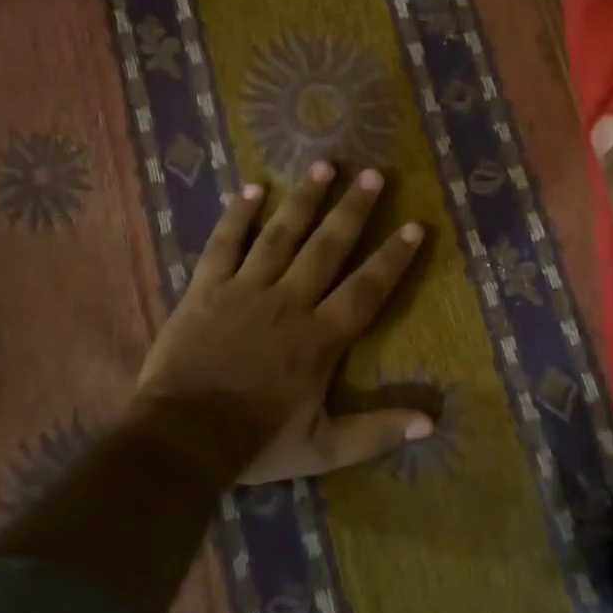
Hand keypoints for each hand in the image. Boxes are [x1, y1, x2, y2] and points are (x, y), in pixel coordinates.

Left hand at [135, 162, 431, 483]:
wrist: (182, 438)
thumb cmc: (256, 442)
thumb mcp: (324, 448)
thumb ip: (376, 432)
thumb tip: (431, 423)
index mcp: (320, 337)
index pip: (366, 289)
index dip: (392, 257)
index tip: (414, 225)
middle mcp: (289, 301)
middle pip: (327, 247)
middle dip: (353, 210)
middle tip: (373, 174)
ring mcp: (245, 290)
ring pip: (281, 234)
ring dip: (304, 199)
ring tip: (324, 164)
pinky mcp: (207, 288)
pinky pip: (225, 243)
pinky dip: (238, 215)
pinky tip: (253, 187)